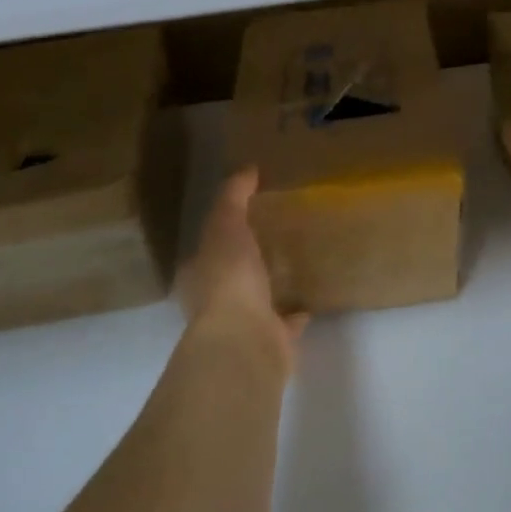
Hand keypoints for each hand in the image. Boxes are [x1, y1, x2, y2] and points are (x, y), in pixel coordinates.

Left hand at [177, 169, 306, 371]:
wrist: (246, 341)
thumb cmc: (229, 280)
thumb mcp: (226, 226)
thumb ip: (233, 197)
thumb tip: (248, 169)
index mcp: (200, 275)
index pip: (208, 249)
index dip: (223, 231)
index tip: (246, 215)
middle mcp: (216, 303)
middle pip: (233, 275)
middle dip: (249, 258)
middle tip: (274, 236)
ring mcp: (244, 325)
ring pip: (259, 299)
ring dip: (272, 285)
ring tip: (295, 263)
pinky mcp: (272, 342)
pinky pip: (286, 323)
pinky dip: (296, 313)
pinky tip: (310, 299)